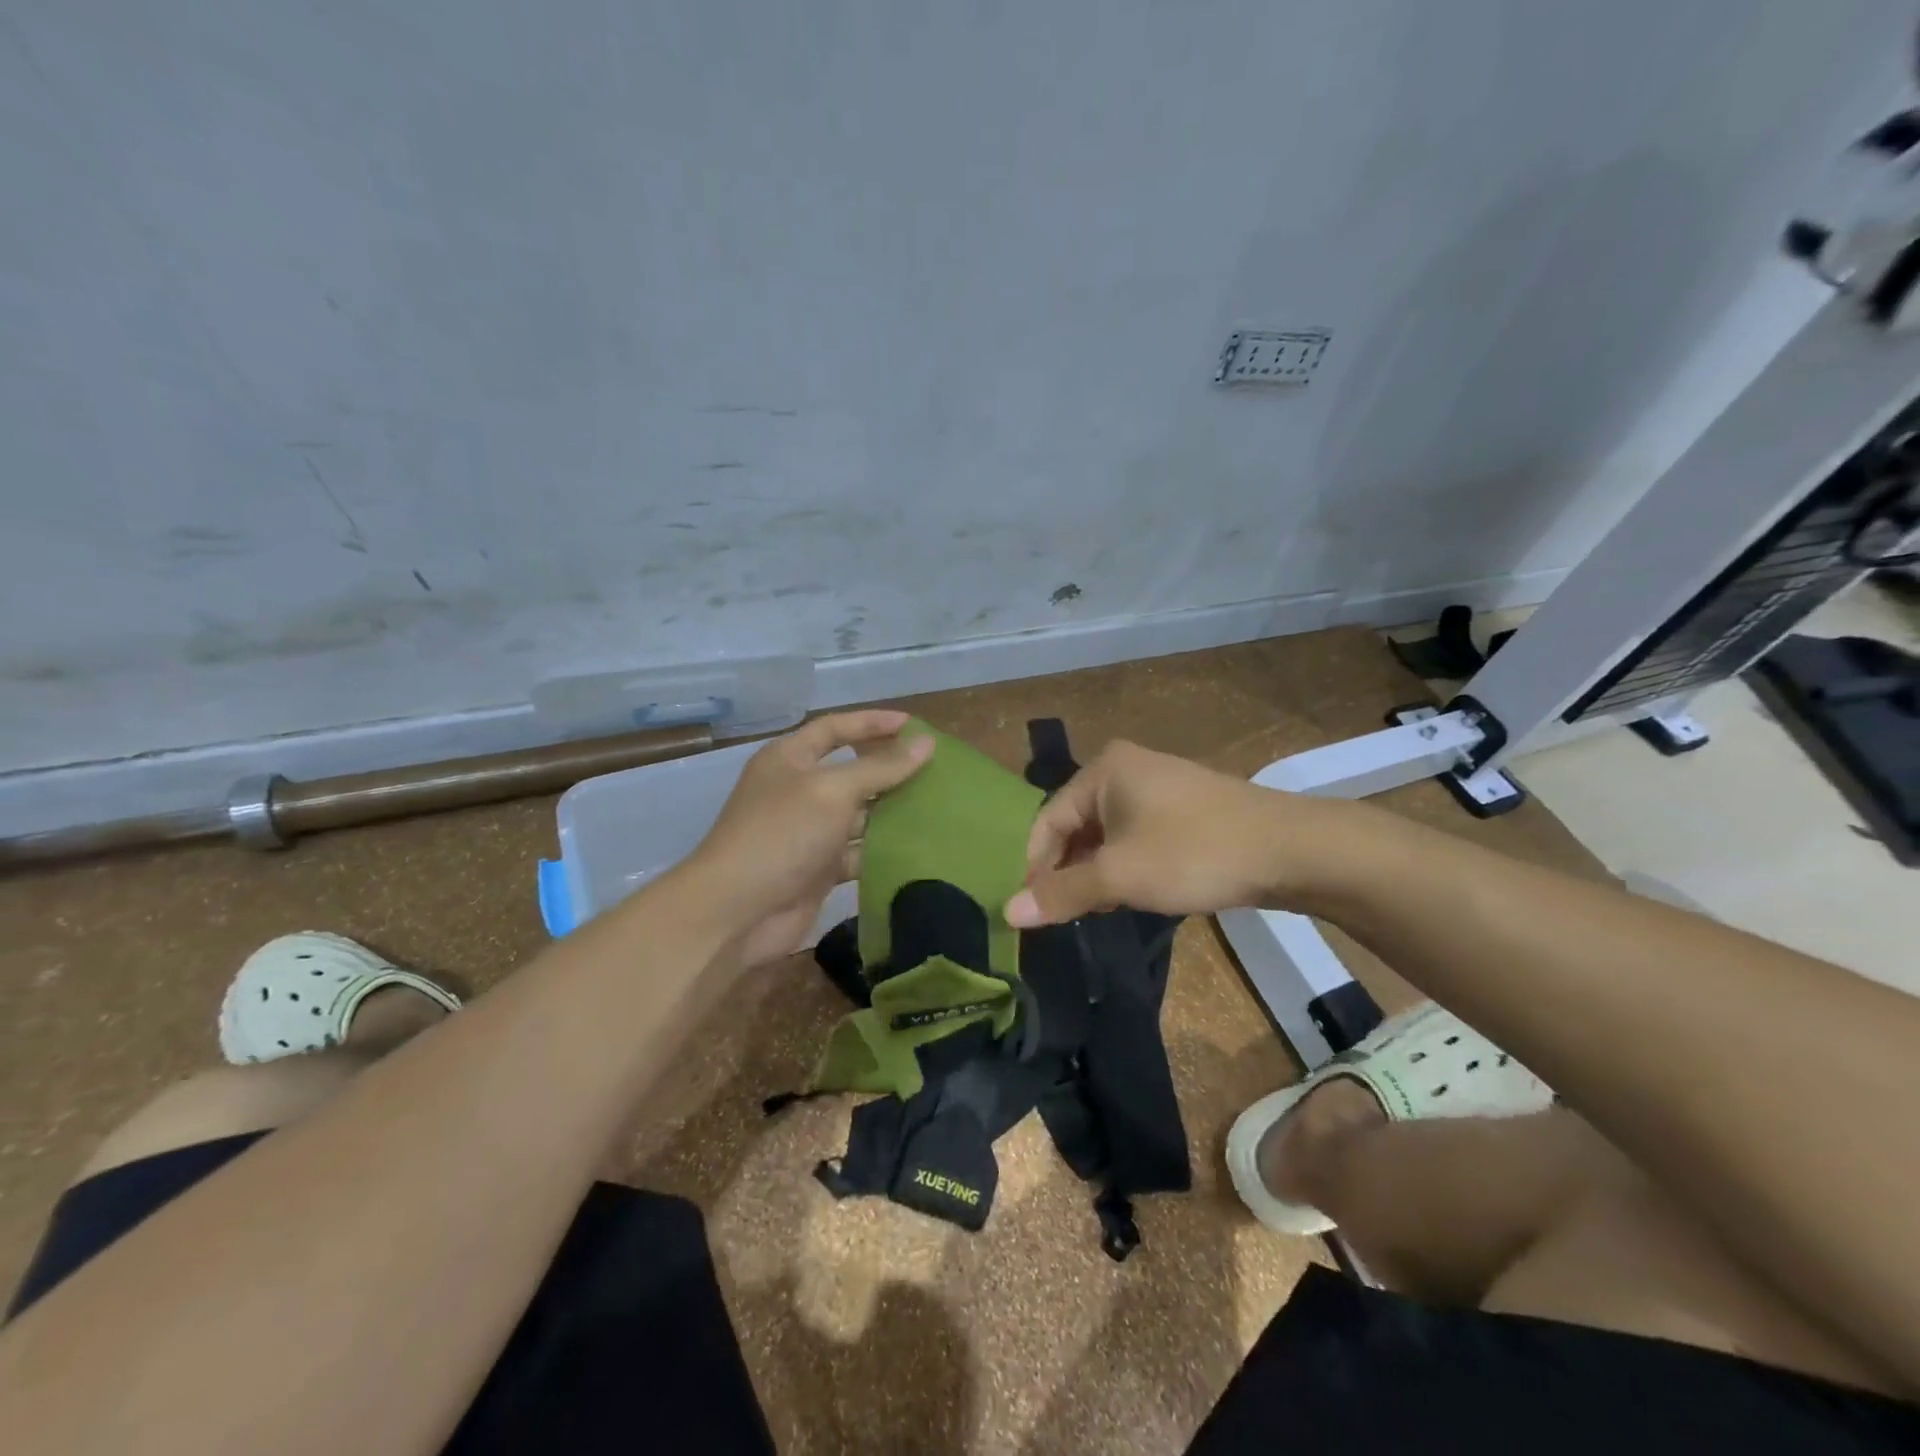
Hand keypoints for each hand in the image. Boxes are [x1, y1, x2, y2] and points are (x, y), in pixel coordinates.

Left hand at [681, 709, 933, 964]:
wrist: (736, 911)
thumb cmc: (781, 834)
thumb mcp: (832, 790)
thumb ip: (881, 767)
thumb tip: (926, 743)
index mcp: (789, 759)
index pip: (835, 728)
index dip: (872, 723)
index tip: (914, 725)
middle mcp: (798, 791)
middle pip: (851, 771)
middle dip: (889, 769)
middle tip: (935, 768)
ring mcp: (808, 832)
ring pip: (859, 815)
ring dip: (892, 812)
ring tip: (938, 807)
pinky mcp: (818, 869)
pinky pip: (858, 853)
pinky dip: (883, 851)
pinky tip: (919, 849)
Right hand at [1004, 740, 1322, 926]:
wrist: (1289, 850)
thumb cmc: (1193, 853)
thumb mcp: (1120, 876)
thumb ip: (1062, 893)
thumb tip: (1008, 912)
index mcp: (1103, 770)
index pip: (1047, 820)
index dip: (1036, 867)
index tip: (1034, 911)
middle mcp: (1125, 769)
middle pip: (1076, 826)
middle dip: (1068, 870)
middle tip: (1065, 914)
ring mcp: (1157, 786)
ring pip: (1107, 834)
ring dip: (1096, 872)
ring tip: (1096, 910)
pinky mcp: (1182, 808)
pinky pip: (1136, 836)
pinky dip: (1125, 866)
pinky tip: (1132, 895)